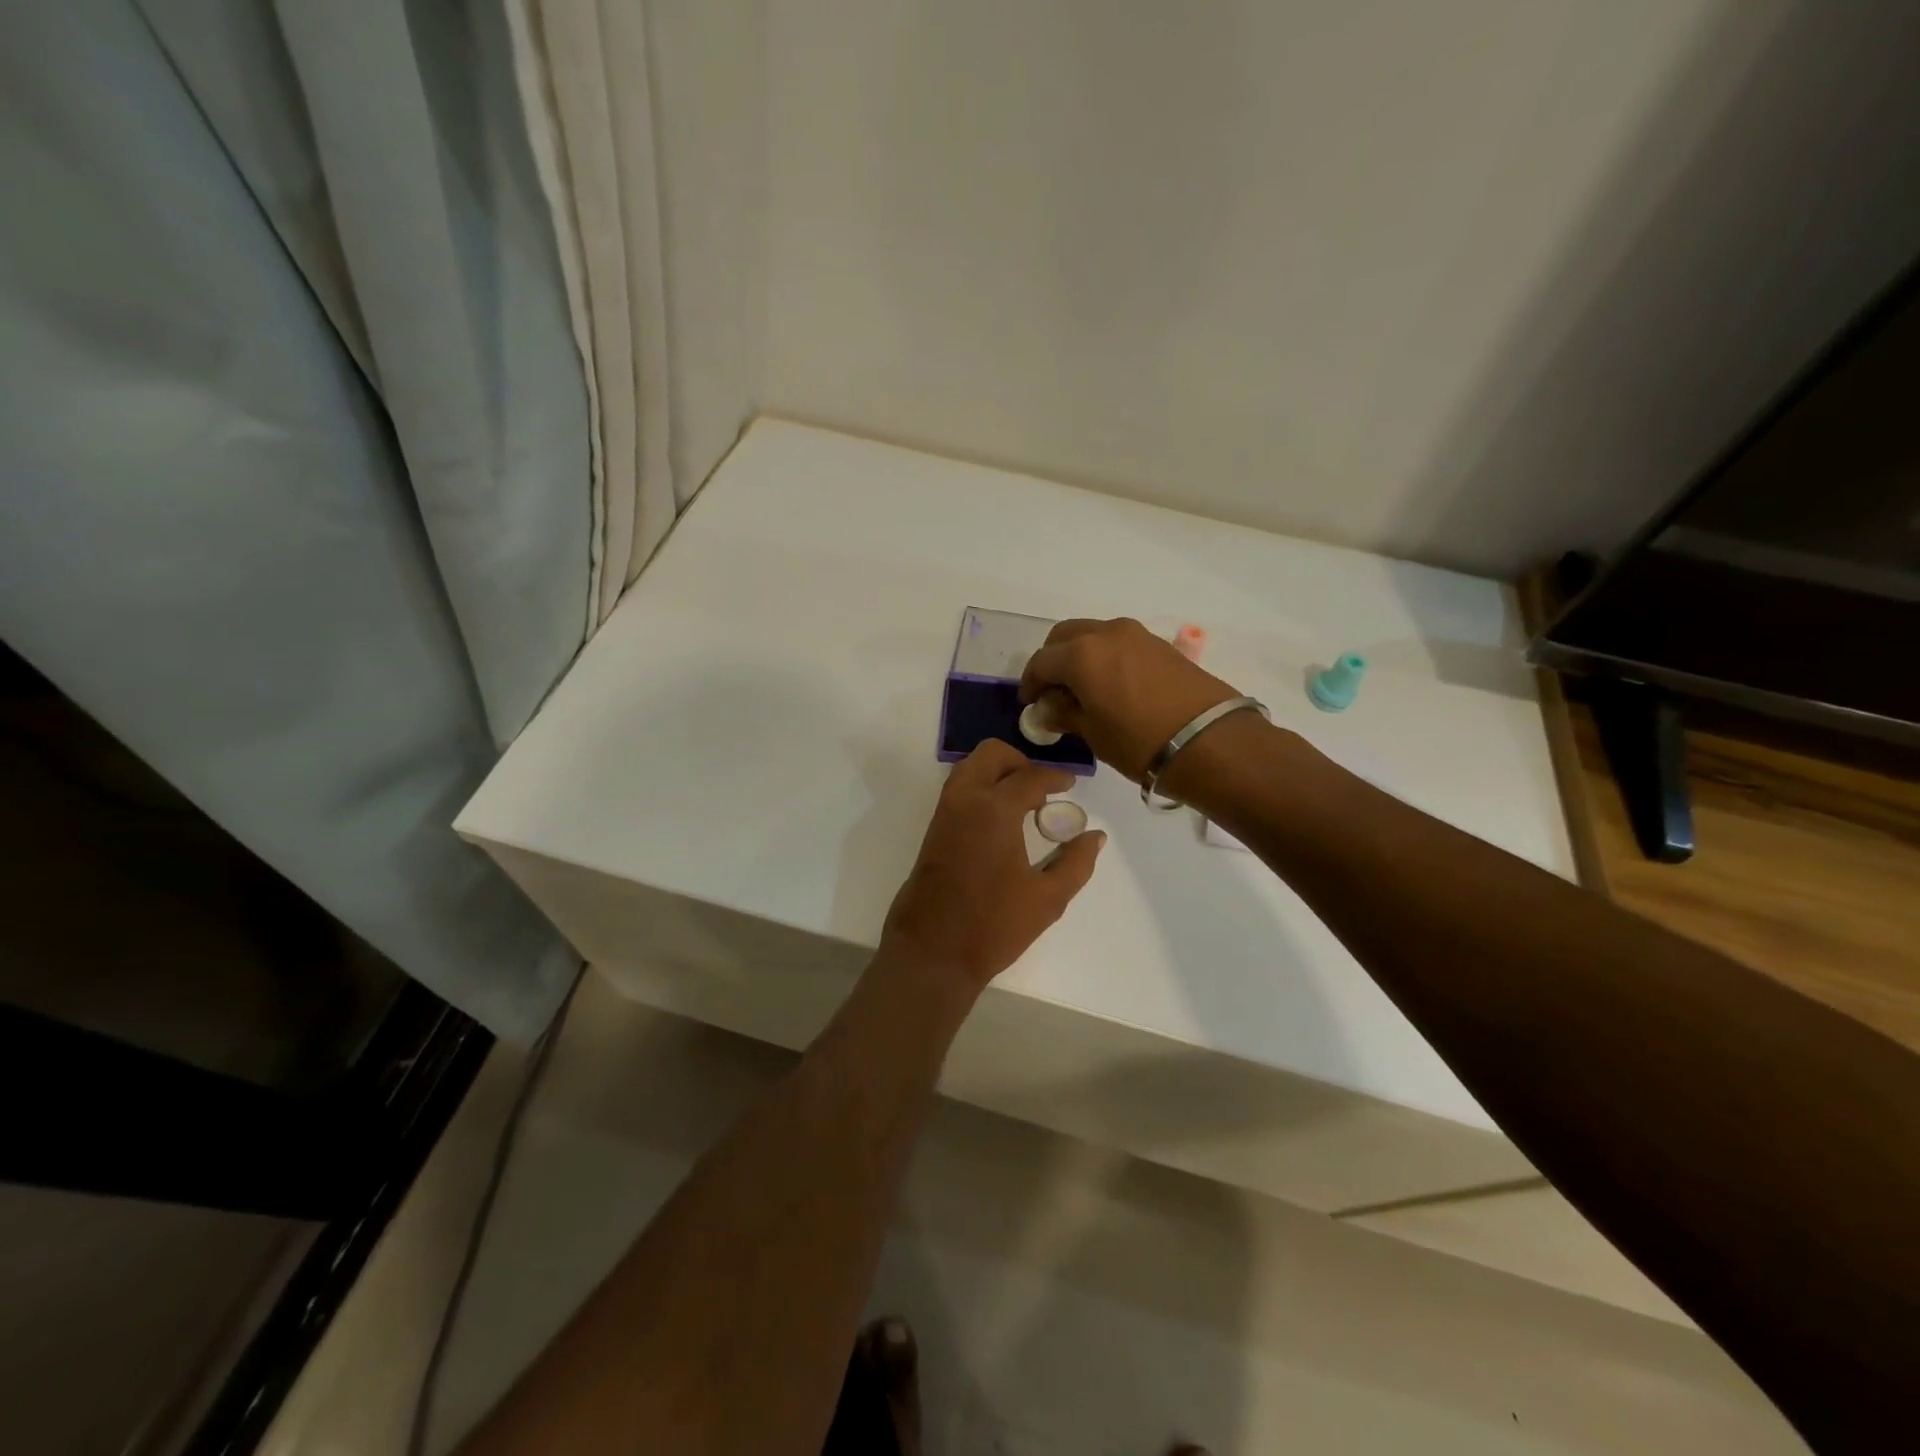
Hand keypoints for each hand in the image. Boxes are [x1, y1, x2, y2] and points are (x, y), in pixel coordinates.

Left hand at [879, 740, 1104, 992]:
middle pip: (991, 755)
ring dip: (997, 773)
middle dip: (1020, 762)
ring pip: (969, 768)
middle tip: (1042, 789)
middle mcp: (965, 800)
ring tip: (1023, 804)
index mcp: (994, 809)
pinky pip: (958, 790)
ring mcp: (944, 813)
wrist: (931, 952)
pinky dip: (980, 788)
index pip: (1030, 776)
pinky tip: (1001, 821)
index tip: (1071, 784)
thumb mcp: (1048, 899)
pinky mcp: (933, 830)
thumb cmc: (993, 926)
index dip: (1055, 777)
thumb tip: (1095, 836)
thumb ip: (1076, 862)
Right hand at [1019, 618, 1240, 780]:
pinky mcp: (1160, 644)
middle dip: (1052, 660)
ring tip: (1082, 689)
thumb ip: (1065, 714)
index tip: (1030, 704)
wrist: (1209, 741)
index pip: (1042, 661)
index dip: (1031, 683)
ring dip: (1079, 655)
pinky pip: (1119, 643)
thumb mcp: (1093, 734)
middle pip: (1064, 636)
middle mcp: (1106, 633)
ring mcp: (1137, 635)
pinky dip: (1104, 657)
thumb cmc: (1139, 742)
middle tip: (1052, 691)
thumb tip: (1049, 708)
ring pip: (1093, 635)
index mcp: (1081, 654)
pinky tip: (1110, 685)